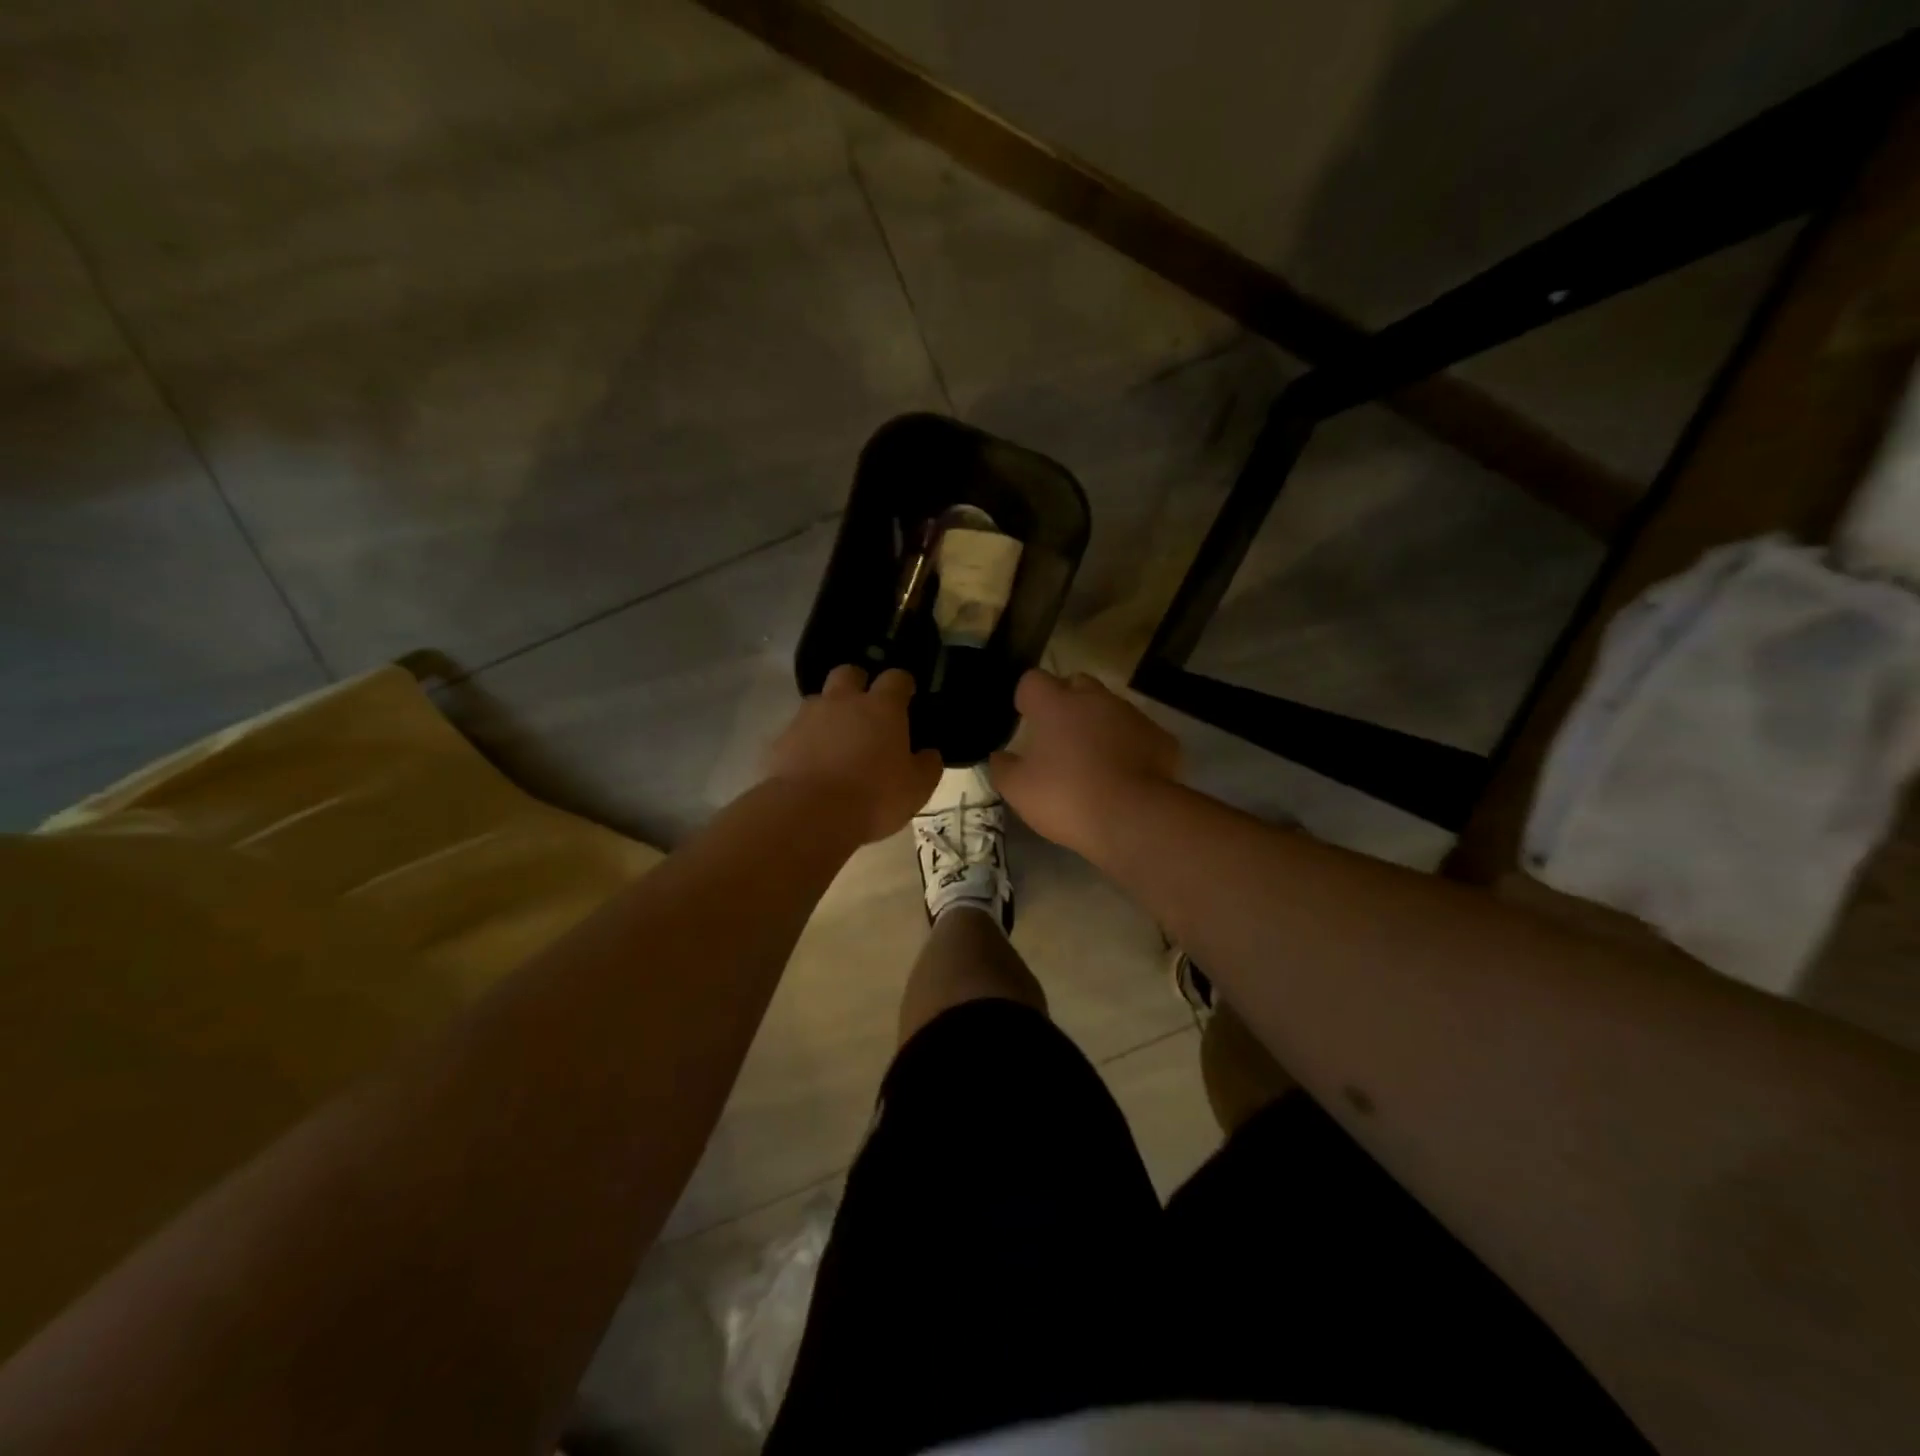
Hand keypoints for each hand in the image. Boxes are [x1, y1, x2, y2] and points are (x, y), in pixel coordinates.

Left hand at [764, 665, 941, 843]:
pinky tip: (812, 764)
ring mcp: (808, 717)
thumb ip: (927, 765)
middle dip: (858, 683)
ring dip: (829, 713)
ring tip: (836, 741)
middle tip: (866, 709)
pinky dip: (806, 740)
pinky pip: (797, 731)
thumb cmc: (874, 797)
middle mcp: (843, 701)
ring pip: (819, 700)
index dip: (903, 684)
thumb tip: (929, 753)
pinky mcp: (781, 739)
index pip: (896, 678)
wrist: (809, 814)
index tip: (907, 696)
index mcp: (882, 708)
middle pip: (849, 673)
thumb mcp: (916, 789)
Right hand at [990, 670, 1178, 855]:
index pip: (1033, 680)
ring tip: (1094, 757)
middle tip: (1060, 734)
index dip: (1027, 697)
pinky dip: (1129, 745)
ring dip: (1099, 723)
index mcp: (1055, 704)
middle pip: (1076, 683)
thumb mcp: (1018, 790)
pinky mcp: (1160, 737)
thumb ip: (1003, 768)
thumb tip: (999, 756)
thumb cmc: (1066, 797)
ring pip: (1110, 707)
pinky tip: (1125, 773)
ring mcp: (1131, 715)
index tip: (1026, 717)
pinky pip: (1138, 733)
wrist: (1133, 818)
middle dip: (1066, 700)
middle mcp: (1094, 699)